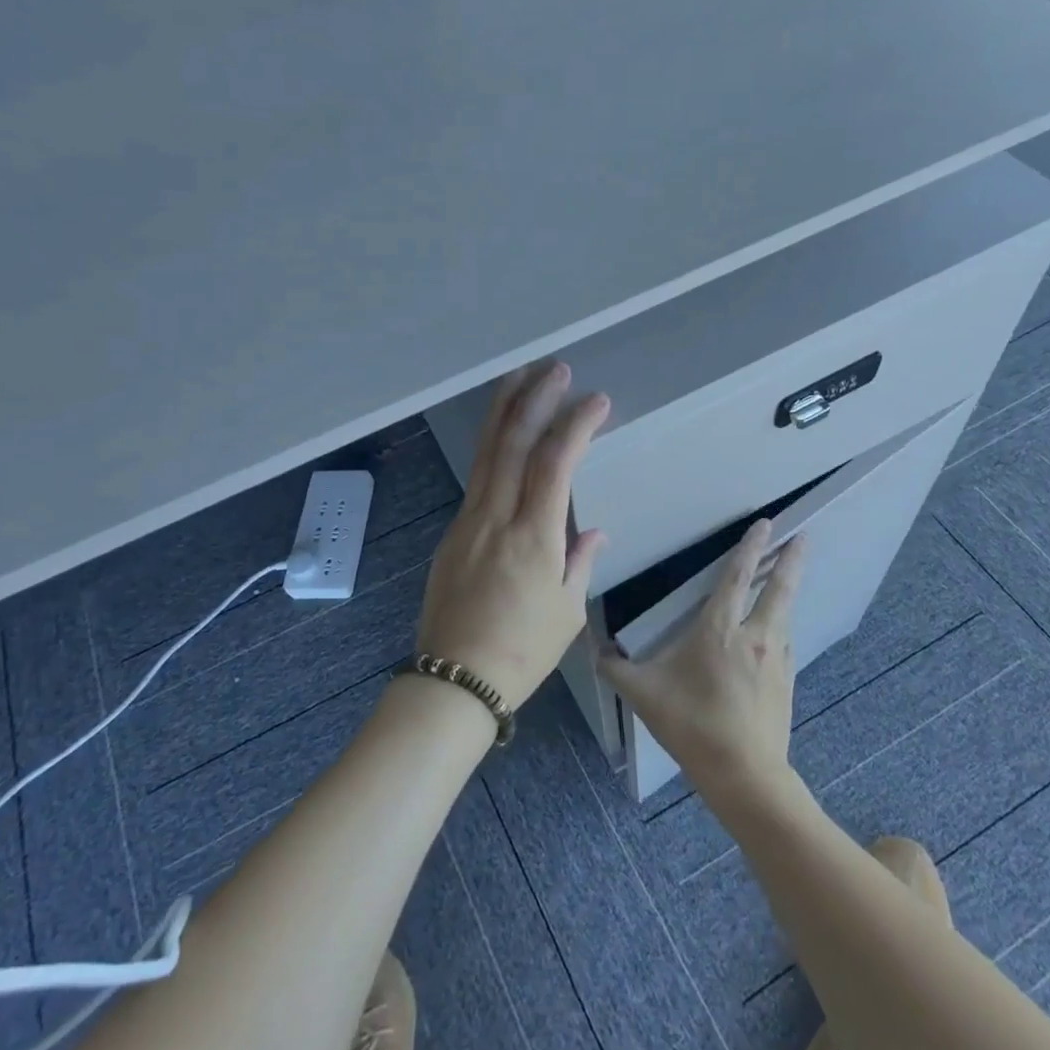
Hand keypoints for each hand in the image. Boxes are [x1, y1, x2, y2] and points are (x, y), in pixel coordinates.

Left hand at [415, 362, 610, 707]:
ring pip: (485, 454)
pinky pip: (476, 479)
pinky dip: (492, 448)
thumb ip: (580, 561)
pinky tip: (502, 438)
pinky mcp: (452, 534)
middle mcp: (496, 518)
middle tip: (554, 369)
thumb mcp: (567, 611)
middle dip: (534, 400)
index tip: (596, 401)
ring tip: (519, 379)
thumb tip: (592, 532)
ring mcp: (468, 522)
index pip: (554, 463)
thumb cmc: (522, 652)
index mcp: (533, 536)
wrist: (454, 680)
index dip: (575, 425)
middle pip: (511, 444)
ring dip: (503, 412)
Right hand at [599, 519, 805, 801]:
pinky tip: (776, 633)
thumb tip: (597, 653)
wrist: (744, 774)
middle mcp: (755, 636)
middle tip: (803, 537)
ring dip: (787, 591)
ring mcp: (776, 660)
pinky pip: (784, 643)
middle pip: (779, 588)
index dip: (751, 547)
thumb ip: (616, 669)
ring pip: (785, 615)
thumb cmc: (691, 725)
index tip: (766, 524)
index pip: (738, 577)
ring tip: (788, 579)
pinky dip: (782, 626)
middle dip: (791, 559)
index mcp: (719, 630)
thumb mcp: (643, 695)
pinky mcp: (786, 682)